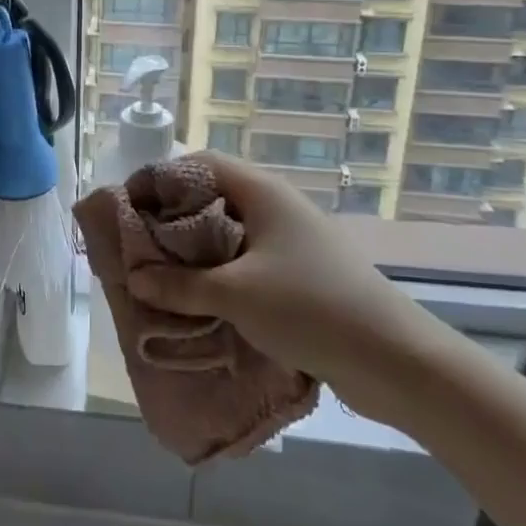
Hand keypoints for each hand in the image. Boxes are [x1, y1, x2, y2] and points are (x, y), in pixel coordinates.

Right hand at [125, 153, 451, 426]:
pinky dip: (219, 273)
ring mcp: (292, 240)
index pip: (198, 165)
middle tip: (139, 245)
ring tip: (162, 275)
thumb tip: (134, 277)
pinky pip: (247, 261)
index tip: (128, 207)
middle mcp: (275, 206)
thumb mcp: (235, 295)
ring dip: (194, 251)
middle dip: (172, 218)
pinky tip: (202, 300)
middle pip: (211, 197)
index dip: (160, 179)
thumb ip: (180, 285)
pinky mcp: (301, 273)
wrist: (397, 361)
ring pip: (229, 232)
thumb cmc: (310, 308)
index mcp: (261, 192)